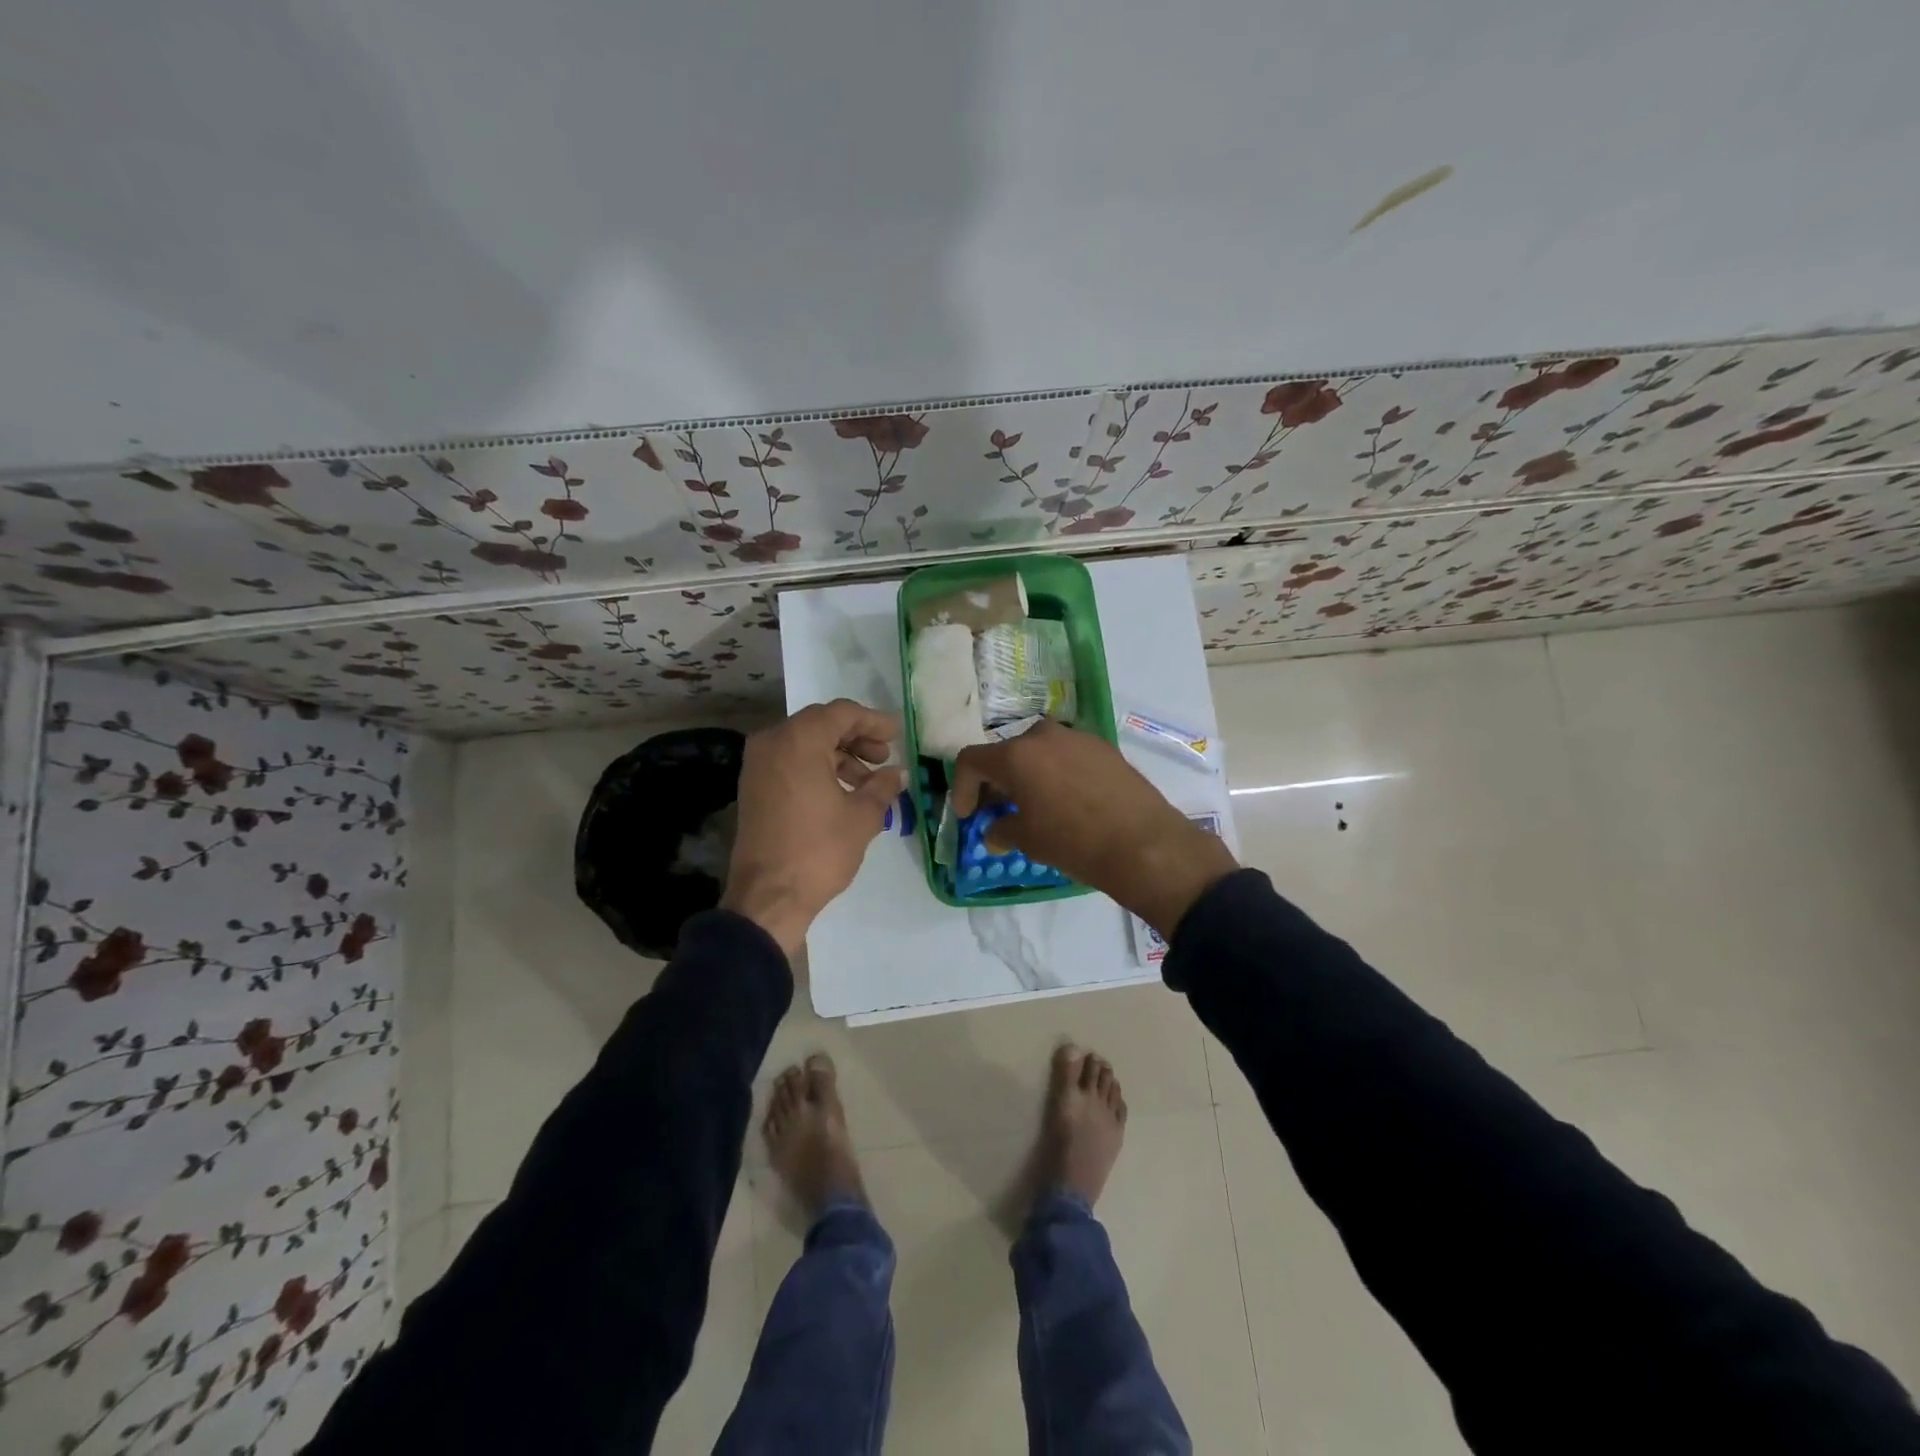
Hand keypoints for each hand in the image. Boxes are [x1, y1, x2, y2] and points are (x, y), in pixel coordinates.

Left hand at [721, 699, 905, 955]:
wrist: (768, 896)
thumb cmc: (819, 850)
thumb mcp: (862, 817)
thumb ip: (883, 787)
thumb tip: (897, 774)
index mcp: (799, 740)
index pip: (841, 713)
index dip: (873, 721)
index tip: (897, 734)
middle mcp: (772, 742)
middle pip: (821, 724)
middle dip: (856, 737)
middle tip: (884, 756)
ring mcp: (758, 765)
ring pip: (805, 744)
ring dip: (839, 756)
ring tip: (868, 781)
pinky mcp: (754, 787)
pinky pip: (790, 762)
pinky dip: (818, 768)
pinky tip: (843, 792)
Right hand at [952, 720, 1237, 937]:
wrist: (1143, 843)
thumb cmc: (1073, 842)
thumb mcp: (1028, 840)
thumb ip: (1002, 829)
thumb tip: (994, 831)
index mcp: (1016, 755)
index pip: (971, 760)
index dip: (962, 788)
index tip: (968, 815)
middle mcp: (1042, 735)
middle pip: (1006, 753)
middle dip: (996, 782)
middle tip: (997, 810)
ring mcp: (1076, 737)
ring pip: (1038, 751)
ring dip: (1027, 775)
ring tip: (1032, 805)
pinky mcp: (1103, 746)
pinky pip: (1066, 755)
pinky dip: (1055, 773)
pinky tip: (1066, 800)